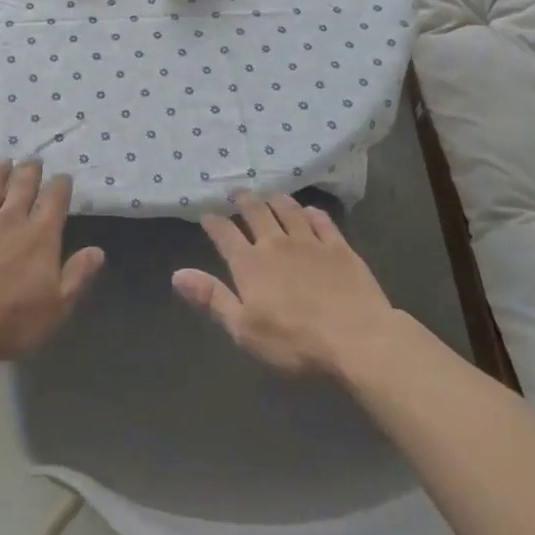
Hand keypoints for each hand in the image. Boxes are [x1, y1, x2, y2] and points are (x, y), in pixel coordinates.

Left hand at [0, 160, 103, 368]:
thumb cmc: (10, 321)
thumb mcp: (57, 307)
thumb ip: (78, 275)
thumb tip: (98, 250)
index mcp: (39, 237)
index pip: (54, 202)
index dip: (60, 186)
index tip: (63, 175)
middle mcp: (9, 220)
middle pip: (22, 188)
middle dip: (29, 171)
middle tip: (33, 158)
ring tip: (3, 161)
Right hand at [173, 193, 398, 377]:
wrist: (357, 339)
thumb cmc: (295, 341)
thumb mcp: (244, 329)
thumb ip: (212, 298)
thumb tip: (177, 274)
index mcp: (249, 263)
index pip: (225, 234)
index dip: (213, 223)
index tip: (206, 215)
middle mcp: (276, 244)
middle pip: (256, 213)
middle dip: (243, 201)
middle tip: (237, 193)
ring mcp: (310, 243)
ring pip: (288, 211)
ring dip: (275, 199)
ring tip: (269, 193)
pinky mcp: (340, 248)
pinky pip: (322, 222)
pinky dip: (312, 213)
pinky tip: (310, 211)